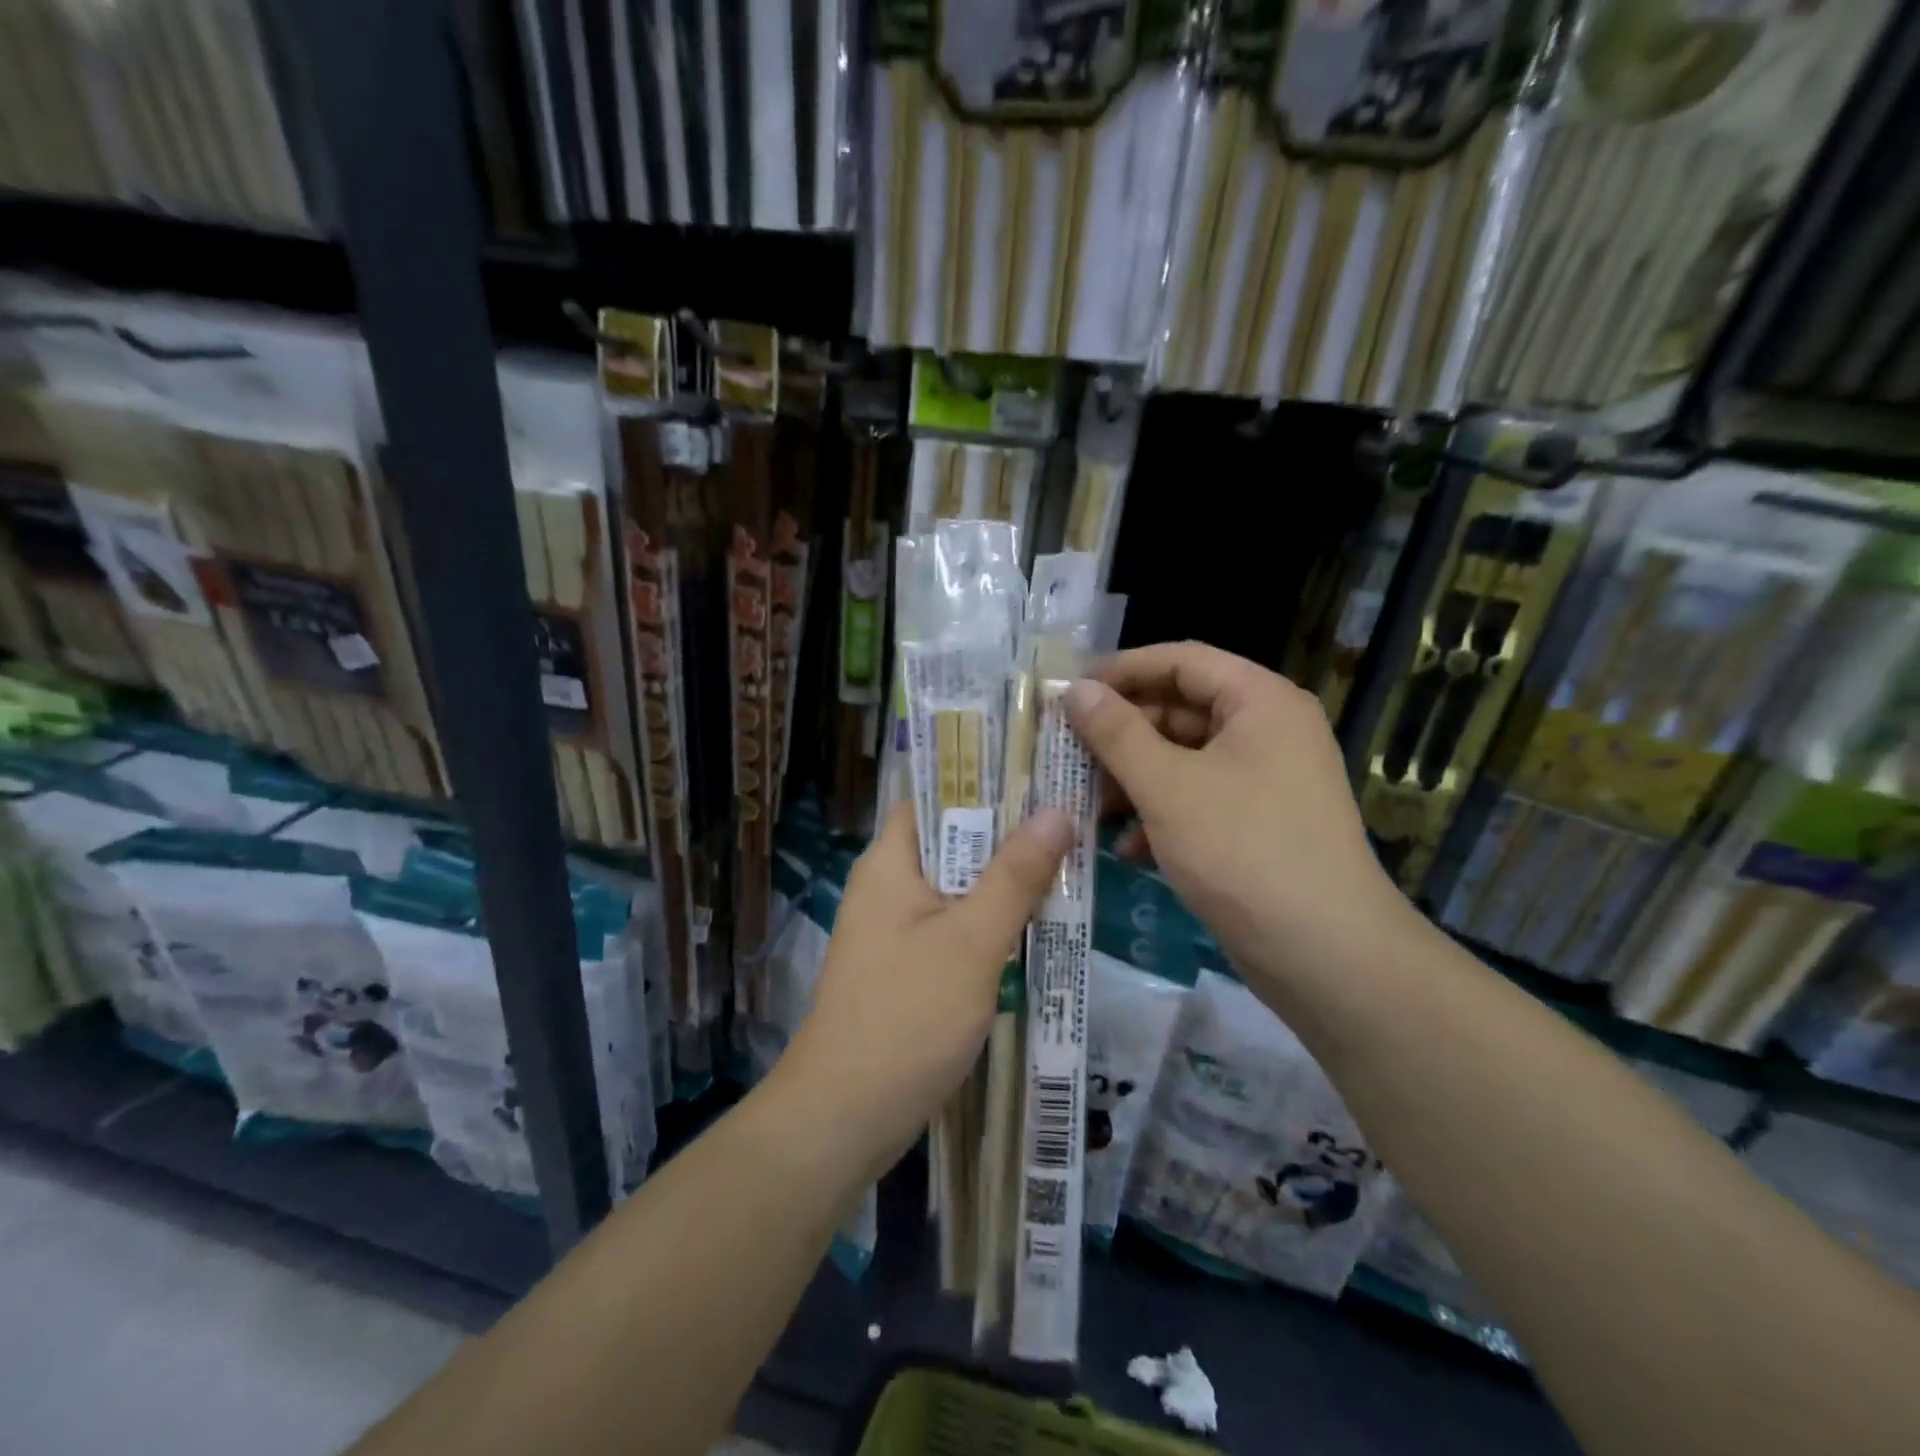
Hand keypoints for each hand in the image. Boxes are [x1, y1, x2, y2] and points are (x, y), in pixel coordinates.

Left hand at [779, 802, 1072, 1169]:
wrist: (844, 1116)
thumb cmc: (907, 1017)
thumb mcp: (972, 942)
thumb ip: (1014, 876)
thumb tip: (1056, 812)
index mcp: (890, 862)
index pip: (936, 797)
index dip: (986, 783)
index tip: (1041, 776)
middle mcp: (888, 886)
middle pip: (953, 842)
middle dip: (1008, 836)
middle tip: (1071, 822)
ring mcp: (895, 930)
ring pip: (958, 888)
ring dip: (1004, 883)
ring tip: (1068, 866)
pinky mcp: (906, 968)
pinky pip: (954, 928)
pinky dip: (990, 924)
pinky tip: (1036, 928)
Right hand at [1064, 642, 1410, 984]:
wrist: (1325, 955)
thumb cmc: (1242, 850)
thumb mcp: (1166, 787)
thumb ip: (1116, 733)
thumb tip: (1075, 690)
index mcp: (1259, 701)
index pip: (1181, 661)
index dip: (1121, 671)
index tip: (1069, 693)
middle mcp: (1268, 731)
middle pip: (1181, 710)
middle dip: (1122, 734)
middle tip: (1068, 753)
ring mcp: (1266, 780)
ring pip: (1185, 760)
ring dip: (1134, 779)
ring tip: (1089, 805)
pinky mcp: (1259, 824)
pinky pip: (1199, 799)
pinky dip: (1161, 815)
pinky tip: (1127, 848)